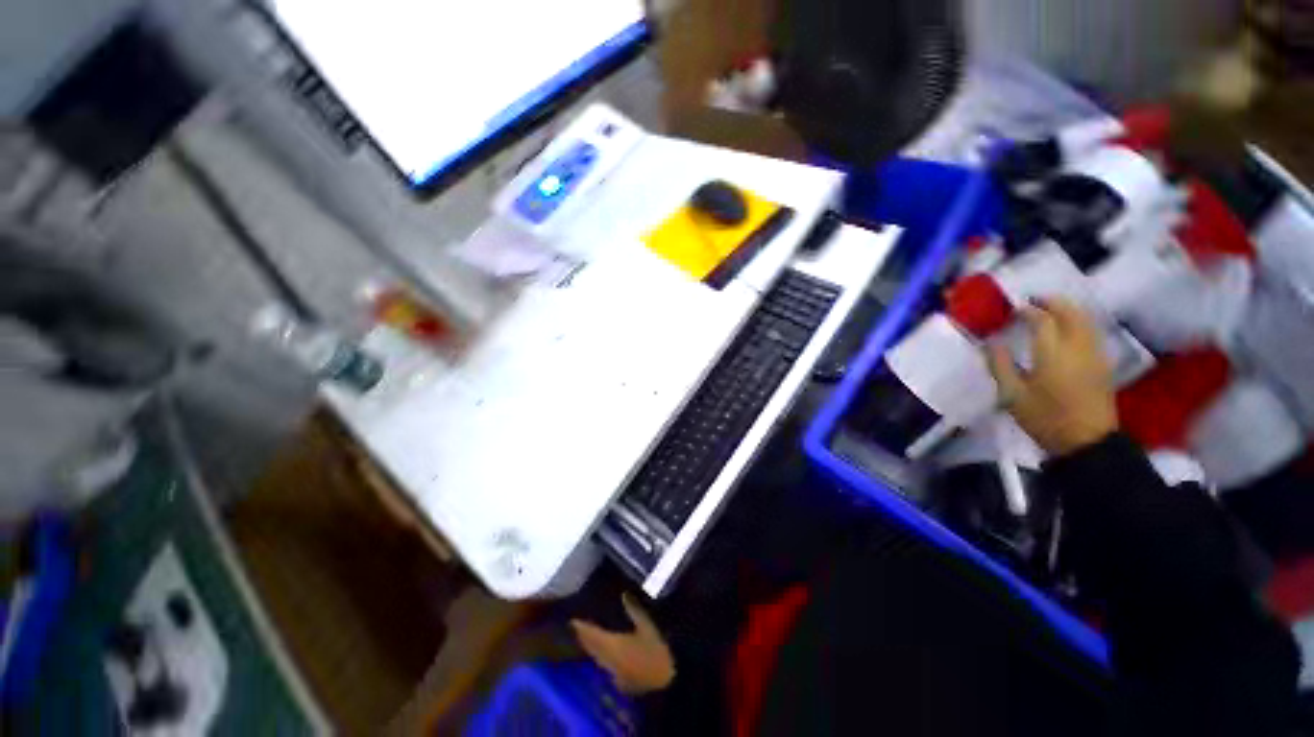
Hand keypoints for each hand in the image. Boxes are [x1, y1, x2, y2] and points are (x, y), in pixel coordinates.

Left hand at [571, 594, 675, 694]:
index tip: (573, 620)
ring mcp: (614, 671)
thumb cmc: (656, 652)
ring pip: (597, 657)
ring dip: (590, 647)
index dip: (582, 627)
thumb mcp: (647, 626)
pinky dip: (600, 656)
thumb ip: (634, 610)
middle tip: (577, 626)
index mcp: (613, 644)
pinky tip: (603, 653)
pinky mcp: (620, 680)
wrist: (665, 684)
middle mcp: (608, 659)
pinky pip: (604, 665)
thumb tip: (624, 594)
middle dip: (584, 637)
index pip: (592, 635)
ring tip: (586, 637)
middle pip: (592, 647)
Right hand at [988, 299, 1117, 456]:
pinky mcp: (1103, 362)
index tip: (1013, 310)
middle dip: (1052, 301)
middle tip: (1033, 300)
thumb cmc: (1044, 418)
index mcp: (1053, 353)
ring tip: (1049, 309)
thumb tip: (989, 343)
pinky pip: (1091, 331)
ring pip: (1085, 319)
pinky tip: (1067, 328)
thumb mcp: (1012, 395)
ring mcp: (1095, 353)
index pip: (1042, 320)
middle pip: (1070, 312)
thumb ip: (1000, 365)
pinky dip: (1078, 321)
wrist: (1086, 442)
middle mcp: (1078, 347)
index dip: (1027, 310)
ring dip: (1067, 309)